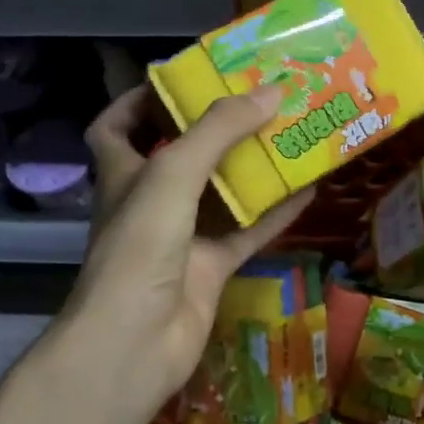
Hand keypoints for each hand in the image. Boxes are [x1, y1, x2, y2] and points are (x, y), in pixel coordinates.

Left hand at [69, 85, 314, 408]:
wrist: (135, 343)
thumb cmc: (140, 246)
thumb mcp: (173, 173)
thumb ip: (219, 129)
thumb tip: (272, 90)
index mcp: (123, 173)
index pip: (116, 127)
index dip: (139, 101)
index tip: (181, 79)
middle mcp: (149, 201)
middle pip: (179, 154)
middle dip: (214, 128)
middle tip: (256, 99)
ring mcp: (180, 237)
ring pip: (220, 193)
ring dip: (251, 167)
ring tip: (289, 133)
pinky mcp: (209, 268)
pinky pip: (247, 231)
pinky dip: (275, 212)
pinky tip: (308, 190)